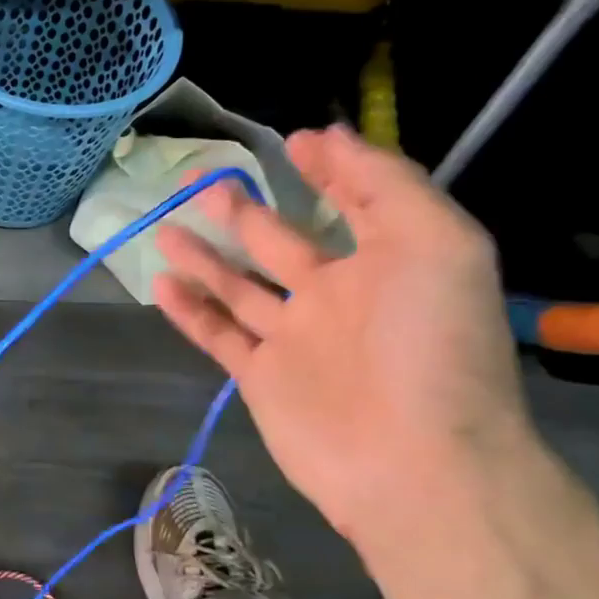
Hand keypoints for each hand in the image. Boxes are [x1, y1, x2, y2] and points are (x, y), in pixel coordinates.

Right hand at [152, 124, 531, 552]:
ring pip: (237, 287)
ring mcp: (293, 338)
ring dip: (203, 257)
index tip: (292, 142)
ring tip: (166, 228)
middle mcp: (336, 295)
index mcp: (386, 261)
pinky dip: (189, 310)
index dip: (327, 169)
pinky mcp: (259, 377)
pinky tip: (161, 283)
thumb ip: (385, 185)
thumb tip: (331, 136)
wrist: (414, 462)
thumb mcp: (436, 244)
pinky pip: (218, 334)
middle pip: (277, 242)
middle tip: (200, 180)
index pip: (352, 203)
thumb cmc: (430, 344)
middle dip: (241, 210)